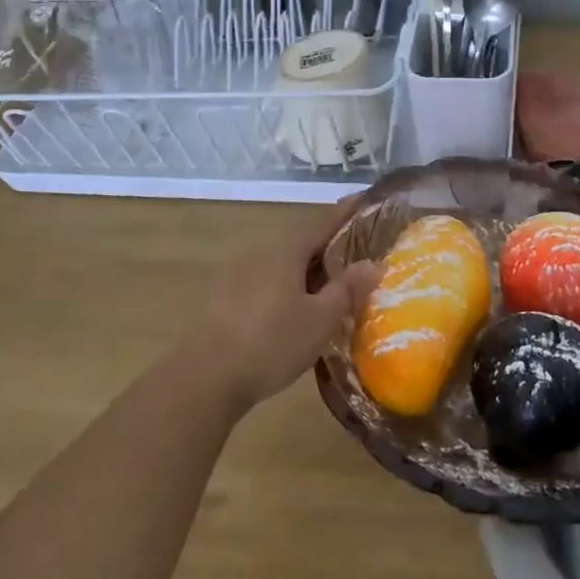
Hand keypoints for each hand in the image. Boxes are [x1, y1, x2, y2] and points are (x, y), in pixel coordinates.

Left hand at [195, 199, 381, 412]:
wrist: (206, 378)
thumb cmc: (272, 343)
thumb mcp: (320, 320)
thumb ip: (347, 289)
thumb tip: (373, 263)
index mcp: (286, 251)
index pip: (322, 221)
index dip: (345, 212)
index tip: (364, 200)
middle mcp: (260, 254)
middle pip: (301, 242)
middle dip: (328, 246)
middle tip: (355, 255)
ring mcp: (238, 276)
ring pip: (283, 264)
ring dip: (307, 271)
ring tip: (329, 288)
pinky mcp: (225, 300)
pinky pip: (267, 282)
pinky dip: (287, 287)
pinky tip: (295, 310)